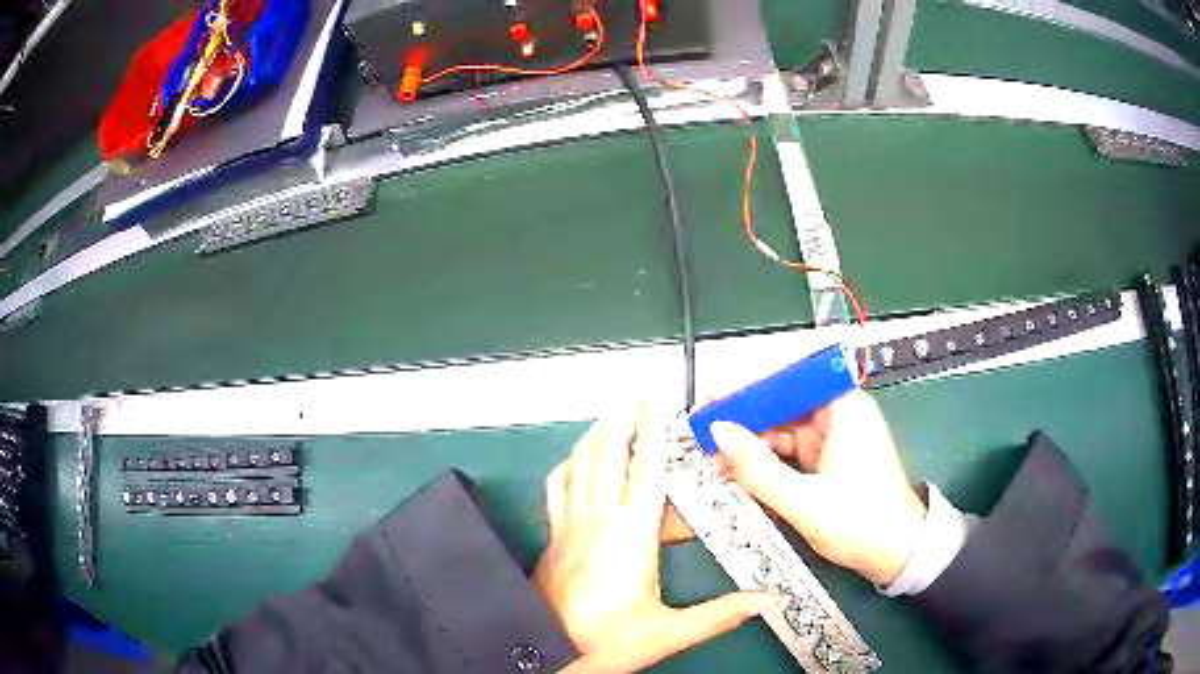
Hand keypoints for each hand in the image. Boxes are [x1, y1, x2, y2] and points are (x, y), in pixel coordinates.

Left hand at [535, 404, 776, 672]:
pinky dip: (568, 465)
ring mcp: (568, 524)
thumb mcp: (669, 632)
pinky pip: (557, 487)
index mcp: (630, 535)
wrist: (545, 652)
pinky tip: (574, 461)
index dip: (652, 431)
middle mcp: (597, 519)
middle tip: (633, 396)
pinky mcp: (552, 535)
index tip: (656, 402)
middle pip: (607, 455)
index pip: (645, 470)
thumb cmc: (606, 641)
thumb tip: (768, 601)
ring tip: (608, 418)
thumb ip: (720, 614)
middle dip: (621, 421)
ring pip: (579, 465)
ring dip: (595, 436)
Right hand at [710, 390, 926, 586]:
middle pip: (784, 402)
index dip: (751, 383)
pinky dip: (767, 459)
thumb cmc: (861, 524)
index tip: (714, 396)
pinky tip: (742, 471)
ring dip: (752, 441)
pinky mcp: (829, 459)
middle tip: (705, 431)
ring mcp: (834, 437)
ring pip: (784, 427)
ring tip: (715, 457)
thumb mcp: (804, 501)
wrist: (897, 555)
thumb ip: (758, 468)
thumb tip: (719, 433)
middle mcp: (839, 415)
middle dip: (745, 416)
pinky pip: (790, 450)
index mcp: (844, 409)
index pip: (791, 377)